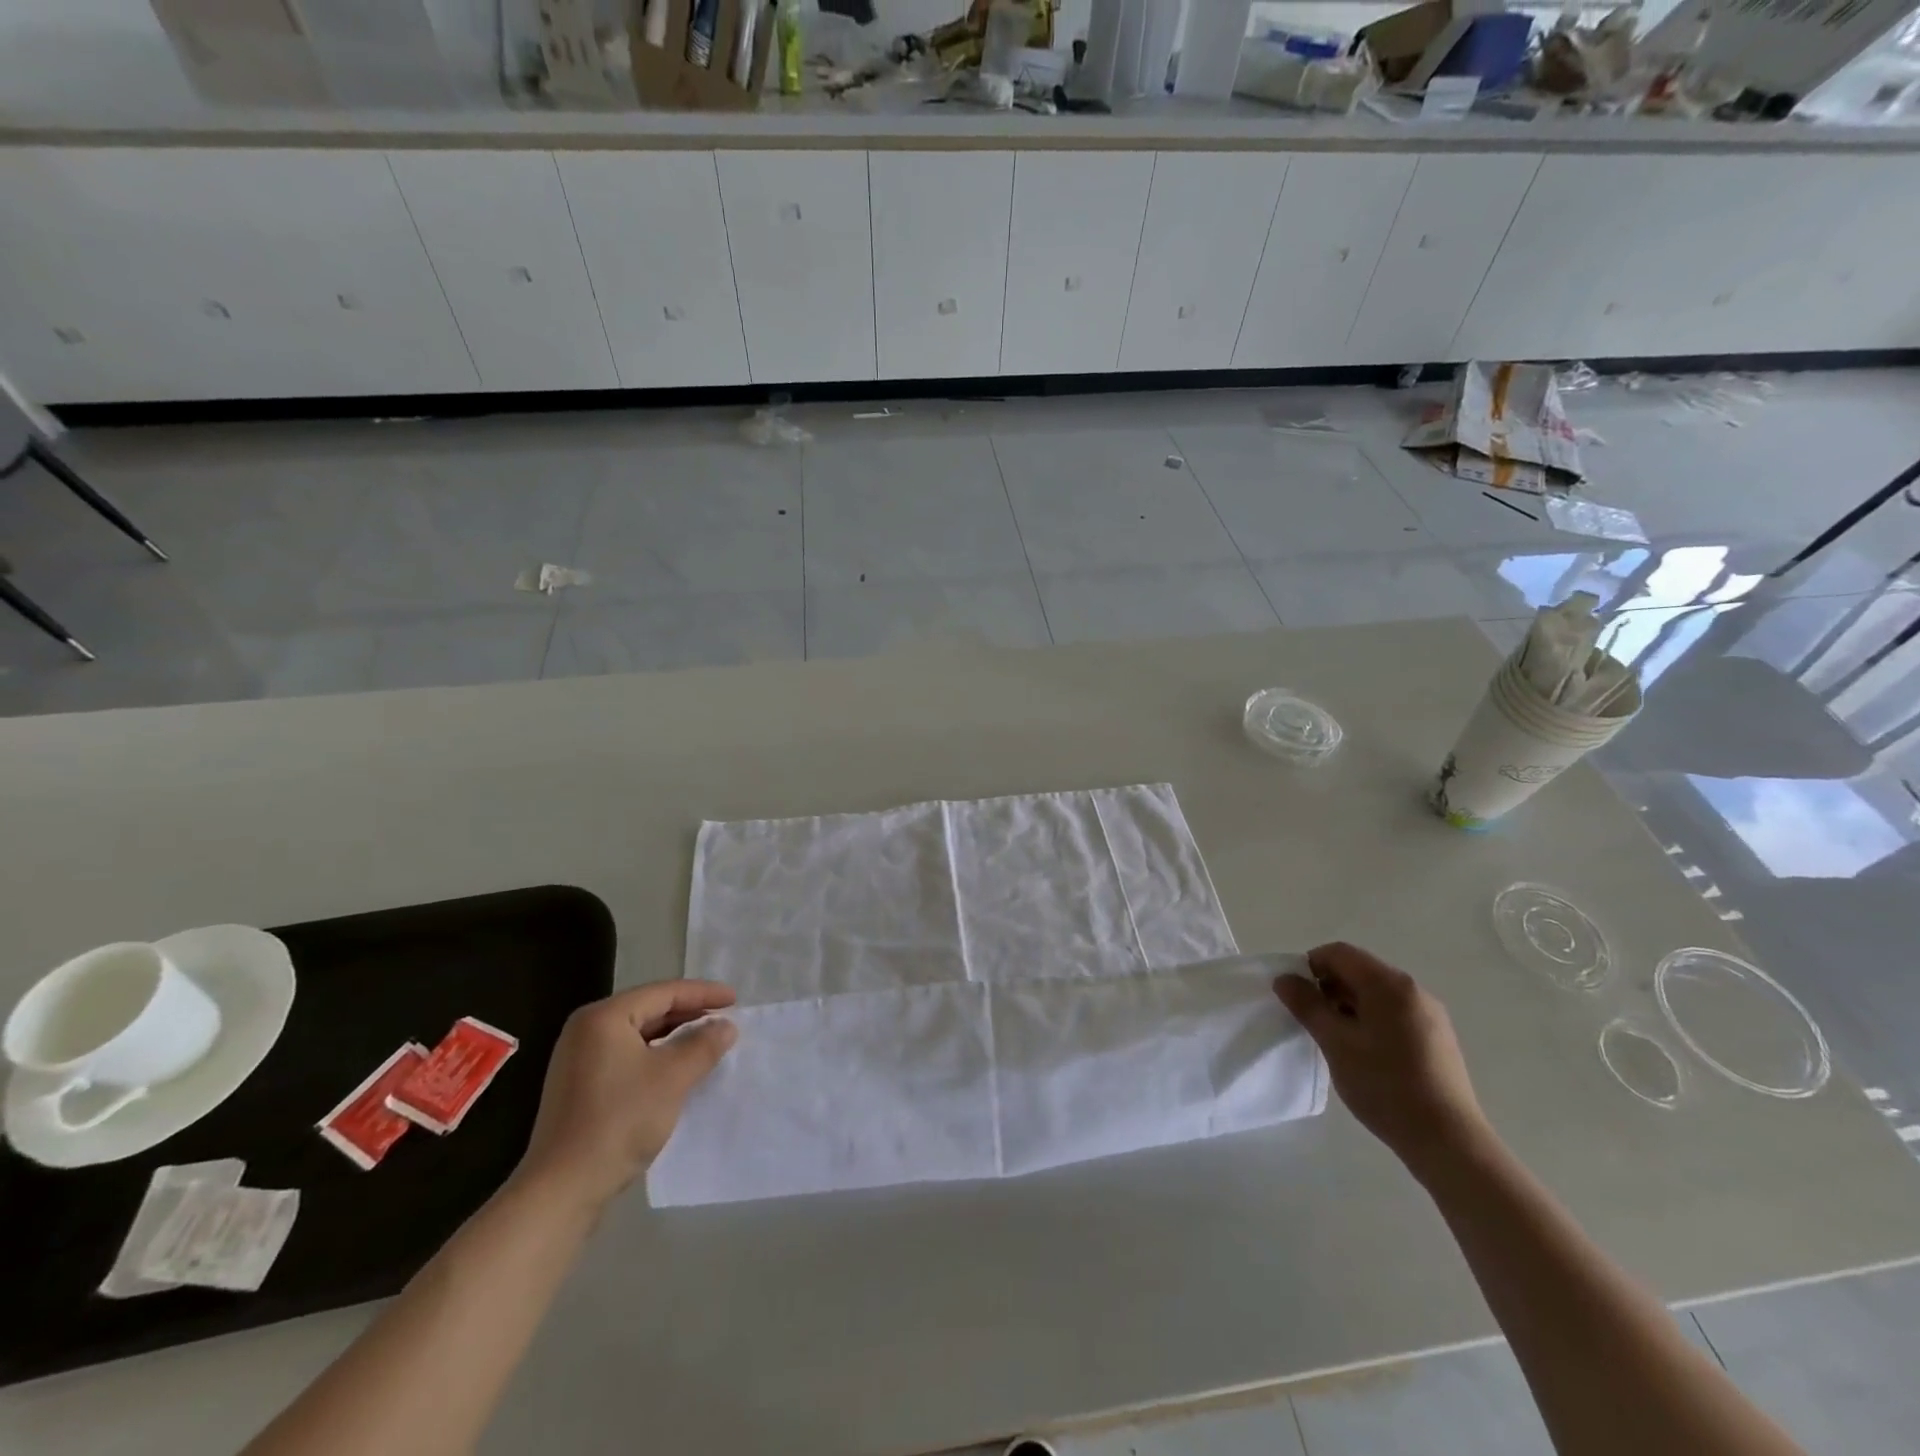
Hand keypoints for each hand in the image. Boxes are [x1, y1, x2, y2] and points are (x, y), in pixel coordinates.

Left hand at [515, 980, 738, 1213]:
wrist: (561, 1189)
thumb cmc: (619, 1121)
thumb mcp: (672, 1077)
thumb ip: (703, 1045)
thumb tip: (726, 1026)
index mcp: (604, 1017)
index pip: (663, 993)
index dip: (703, 994)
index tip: (735, 1000)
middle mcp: (586, 1030)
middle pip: (649, 1010)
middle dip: (689, 1013)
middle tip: (724, 1019)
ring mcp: (579, 1060)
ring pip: (638, 1035)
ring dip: (674, 1036)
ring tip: (706, 1041)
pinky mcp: (579, 1087)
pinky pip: (627, 1056)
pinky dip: (655, 1056)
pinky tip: (677, 1068)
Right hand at [1274, 942, 1488, 1178]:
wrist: (1448, 1142)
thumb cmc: (1385, 1085)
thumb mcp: (1336, 1043)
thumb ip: (1307, 1005)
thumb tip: (1284, 979)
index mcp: (1389, 984)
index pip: (1339, 953)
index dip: (1309, 966)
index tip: (1295, 996)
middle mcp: (1413, 990)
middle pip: (1359, 971)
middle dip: (1328, 987)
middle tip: (1311, 1020)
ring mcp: (1430, 1015)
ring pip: (1376, 994)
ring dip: (1348, 1005)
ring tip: (1335, 1040)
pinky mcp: (1437, 1038)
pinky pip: (1394, 1013)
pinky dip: (1370, 1020)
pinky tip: (1364, 1053)